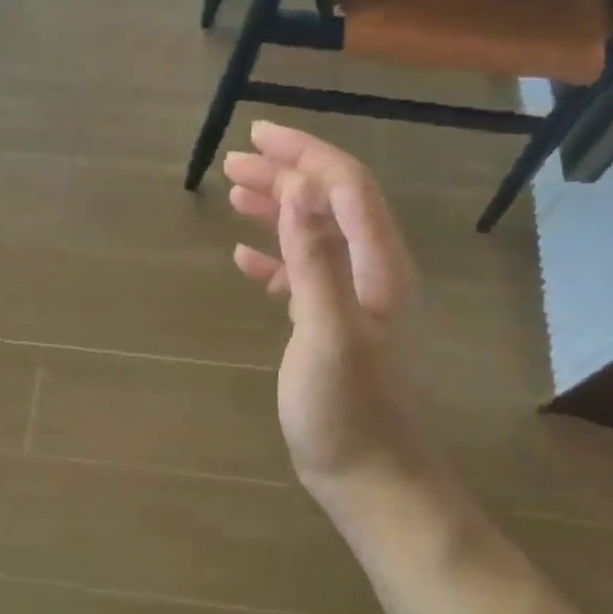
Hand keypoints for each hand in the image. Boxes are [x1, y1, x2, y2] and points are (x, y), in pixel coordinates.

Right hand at [225, 122, 435, 509]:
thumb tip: (299, 187)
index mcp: (378, 267)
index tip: (255, 135)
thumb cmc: (347, 410)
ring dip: (279, 210)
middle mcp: (371, 274)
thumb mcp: (327, 331)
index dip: (303, 154)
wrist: (370, 478)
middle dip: (286, 175)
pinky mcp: (332, 329)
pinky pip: (304, 276)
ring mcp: (352, 303)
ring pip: (315, 237)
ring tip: (234, 194)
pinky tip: (244, 257)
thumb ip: (315, 258)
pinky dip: (276, 258)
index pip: (346, 187)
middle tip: (234, 161)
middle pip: (331, 204)